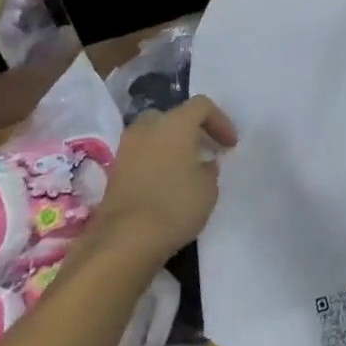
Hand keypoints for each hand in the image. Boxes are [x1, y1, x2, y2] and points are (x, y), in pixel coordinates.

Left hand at [92, 97, 237, 259]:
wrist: (125, 240)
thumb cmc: (175, 205)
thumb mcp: (208, 189)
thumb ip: (209, 169)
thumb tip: (202, 164)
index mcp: (175, 123)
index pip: (202, 106)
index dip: (220, 121)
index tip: (230, 145)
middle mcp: (148, 127)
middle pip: (173, 116)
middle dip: (191, 130)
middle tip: (204, 150)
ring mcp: (127, 148)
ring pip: (154, 135)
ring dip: (171, 146)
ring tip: (186, 169)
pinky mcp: (115, 170)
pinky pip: (141, 155)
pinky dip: (155, 162)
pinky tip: (166, 184)